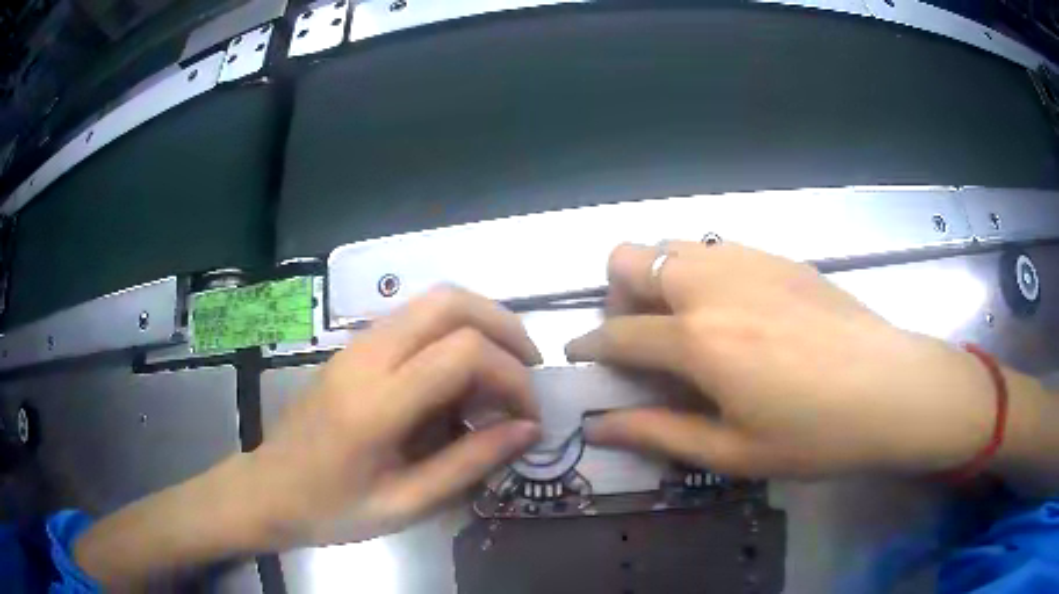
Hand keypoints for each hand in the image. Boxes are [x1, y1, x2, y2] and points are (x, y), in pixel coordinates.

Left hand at [248, 286, 541, 546]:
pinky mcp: (352, 347)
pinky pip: (414, 319)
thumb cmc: (331, 509)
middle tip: (528, 370)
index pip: (463, 353)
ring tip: (502, 372)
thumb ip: (469, 463)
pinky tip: (460, 377)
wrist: (268, 488)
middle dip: (504, 327)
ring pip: (433, 301)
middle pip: (450, 301)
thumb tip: (528, 429)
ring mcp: (355, 345)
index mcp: (375, 404)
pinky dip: (453, 332)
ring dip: (481, 324)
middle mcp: (366, 357)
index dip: (511, 377)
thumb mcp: (404, 504)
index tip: (528, 415)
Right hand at [566, 242, 997, 477]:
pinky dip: (702, 271)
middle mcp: (713, 285)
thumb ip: (659, 434)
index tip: (579, 357)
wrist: (892, 389)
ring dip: (659, 278)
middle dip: (617, 296)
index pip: (618, 333)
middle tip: (642, 338)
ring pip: (672, 243)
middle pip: (631, 257)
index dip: (588, 346)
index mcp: (699, 340)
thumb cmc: (816, 435)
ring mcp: (749, 261)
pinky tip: (733, 309)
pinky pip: (716, 246)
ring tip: (686, 322)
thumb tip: (598, 427)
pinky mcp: (779, 256)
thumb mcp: (734, 452)